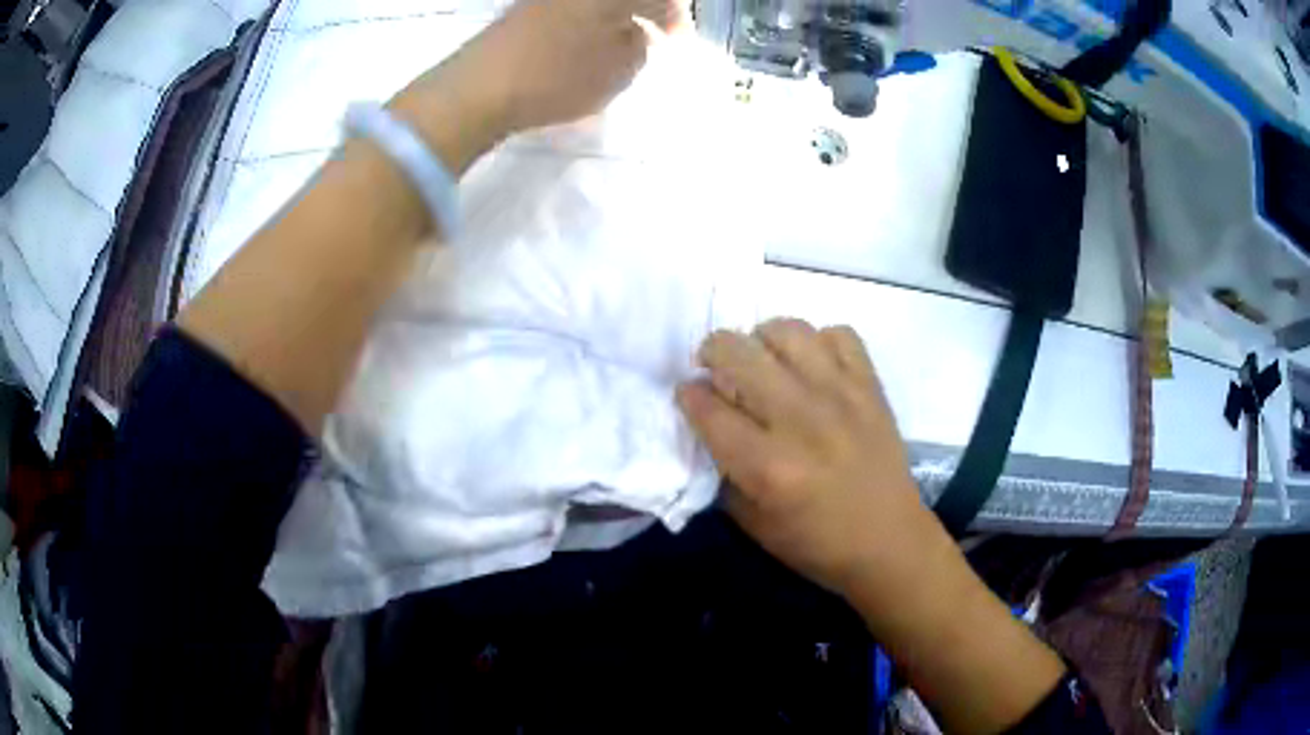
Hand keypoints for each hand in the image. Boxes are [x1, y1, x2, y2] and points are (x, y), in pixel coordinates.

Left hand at [392, 0, 686, 154]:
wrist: (477, 87)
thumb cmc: (556, 77)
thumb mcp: (616, 70)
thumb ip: (638, 47)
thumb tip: (635, 33)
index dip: (675, 17)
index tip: (679, 41)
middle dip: (645, 10)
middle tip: (653, 35)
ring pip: (595, 3)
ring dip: (614, 16)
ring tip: (619, 43)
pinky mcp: (523, 10)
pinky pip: (570, 9)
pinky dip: (586, 21)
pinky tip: (583, 44)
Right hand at [677, 319, 940, 600]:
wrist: (889, 542)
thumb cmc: (816, 544)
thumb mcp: (752, 524)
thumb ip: (723, 471)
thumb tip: (708, 422)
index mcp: (767, 467)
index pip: (708, 407)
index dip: (688, 394)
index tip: (689, 394)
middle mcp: (801, 420)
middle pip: (739, 354)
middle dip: (712, 352)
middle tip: (715, 366)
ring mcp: (841, 396)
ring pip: (787, 331)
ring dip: (762, 338)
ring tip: (763, 358)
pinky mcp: (871, 387)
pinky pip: (839, 334)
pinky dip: (818, 342)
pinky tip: (812, 365)